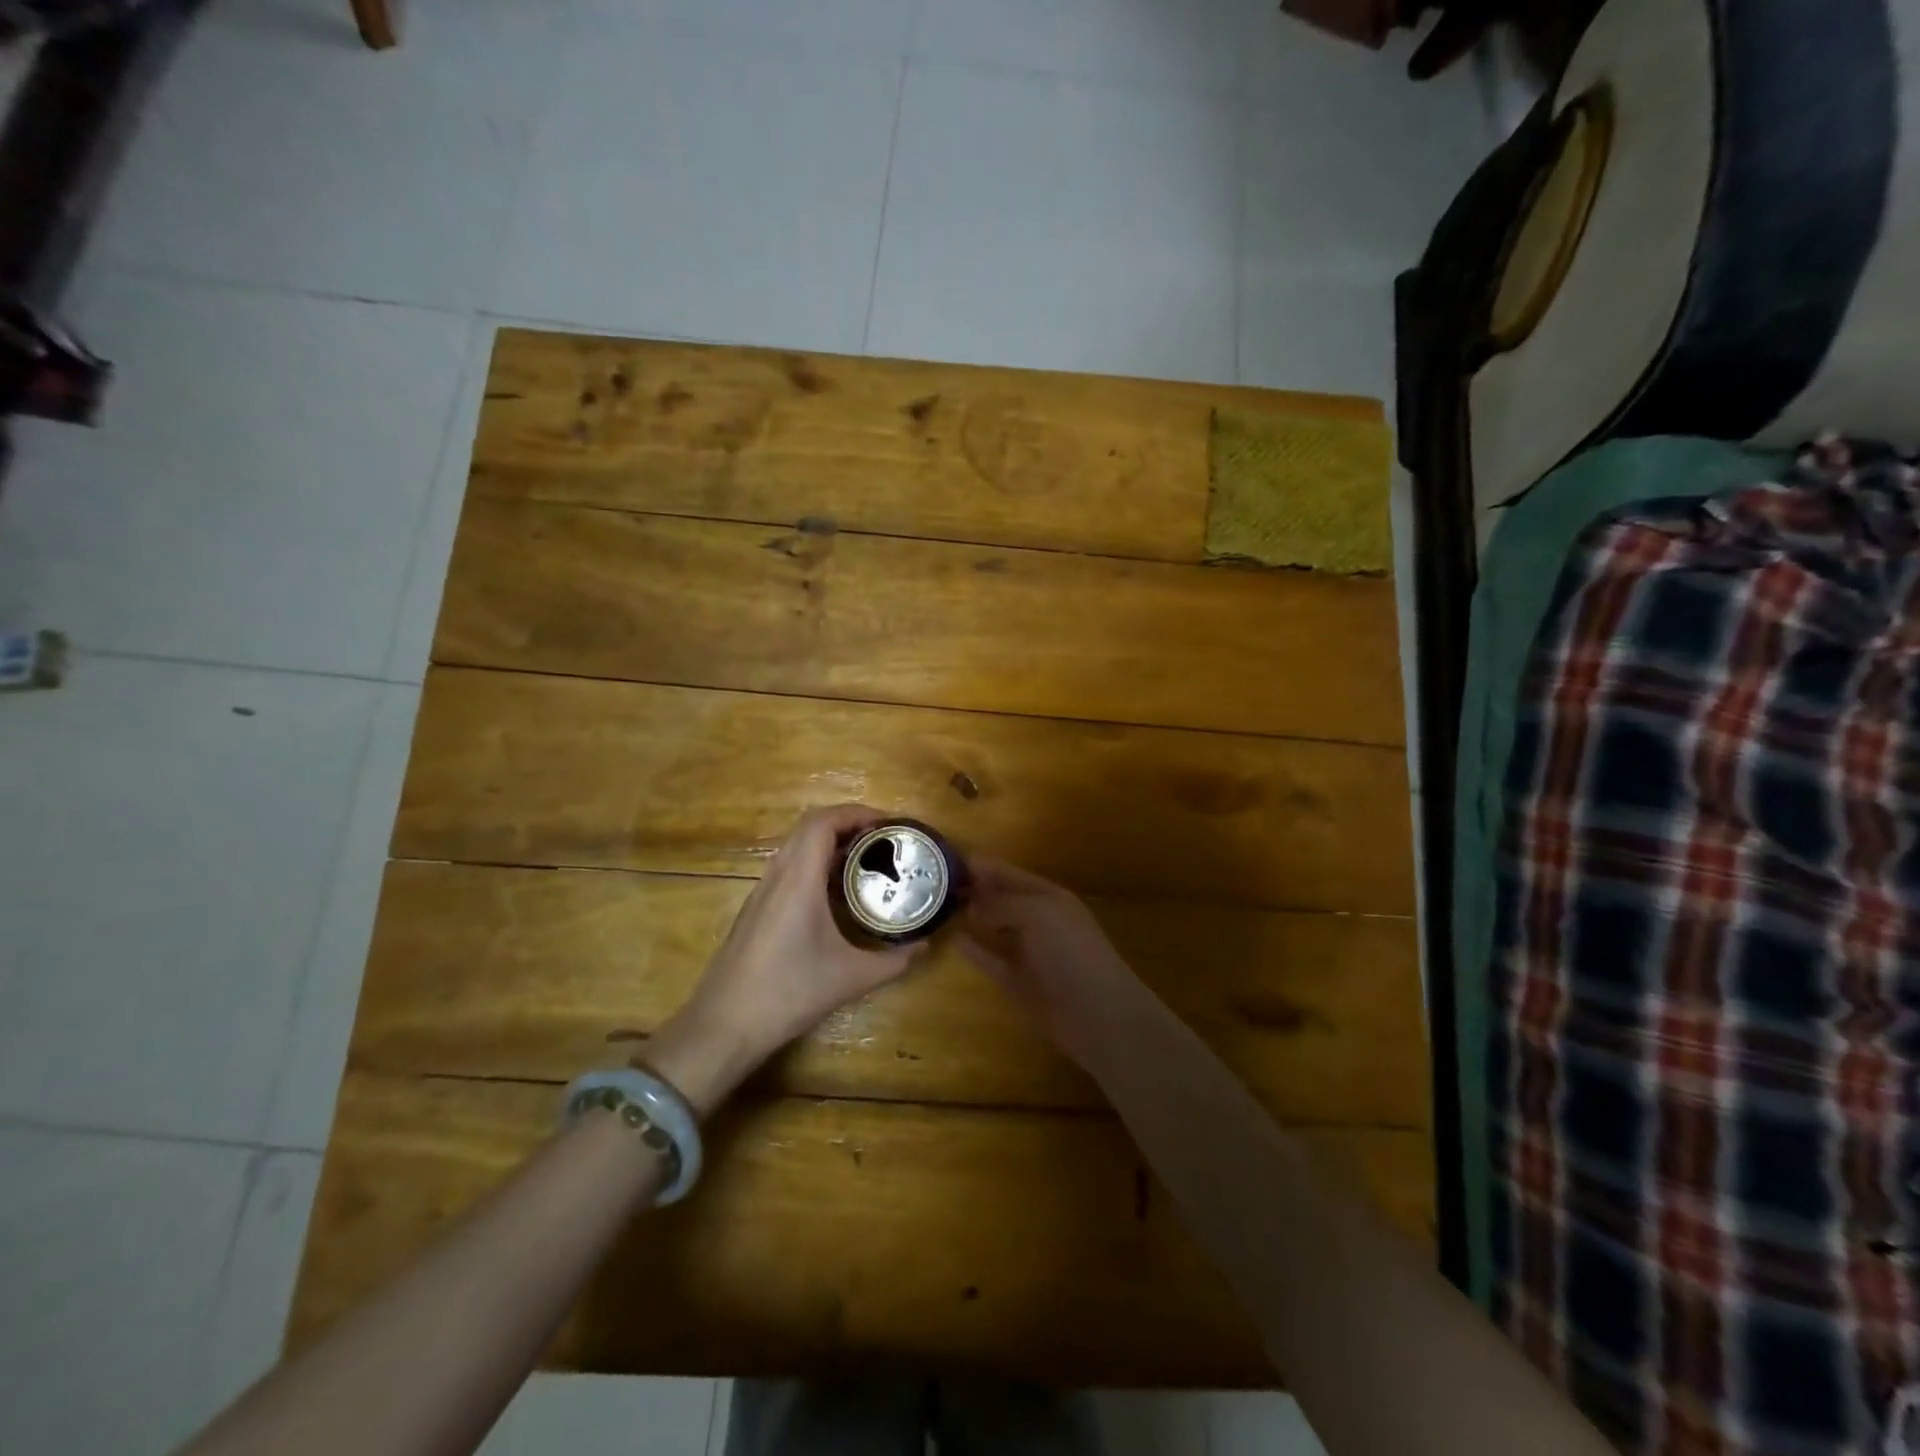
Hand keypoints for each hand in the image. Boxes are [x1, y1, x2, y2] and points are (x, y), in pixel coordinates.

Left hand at [645, 805, 926, 1114]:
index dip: (857, 812)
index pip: (823, 821)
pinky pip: (788, 867)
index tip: (889, 824)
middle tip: (883, 839)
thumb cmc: (788, 993)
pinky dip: (815, 862)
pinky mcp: (756, 909)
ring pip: (796, 846)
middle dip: (848, 822)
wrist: (724, 1025)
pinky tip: (835, 892)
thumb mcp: (850, 978)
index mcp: (799, 879)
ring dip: (830, 842)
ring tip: (865, 859)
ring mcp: (762, 891)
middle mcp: (778, 875)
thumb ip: (893, 961)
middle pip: (810, 826)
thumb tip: (925, 946)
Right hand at [954, 857, 1143, 1067]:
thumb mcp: (1037, 914)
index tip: (944, 858)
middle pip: (998, 898)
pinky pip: (990, 959)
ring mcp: (1026, 951)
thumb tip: (972, 905)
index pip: (1008, 873)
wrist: (1098, 1014)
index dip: (980, 865)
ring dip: (969, 916)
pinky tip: (952, 938)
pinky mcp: (1017, 981)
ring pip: (992, 927)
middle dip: (971, 888)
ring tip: (935, 906)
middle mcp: (1036, 919)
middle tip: (930, 883)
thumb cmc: (1072, 953)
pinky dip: (973, 949)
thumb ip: (1002, 904)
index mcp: (1047, 896)